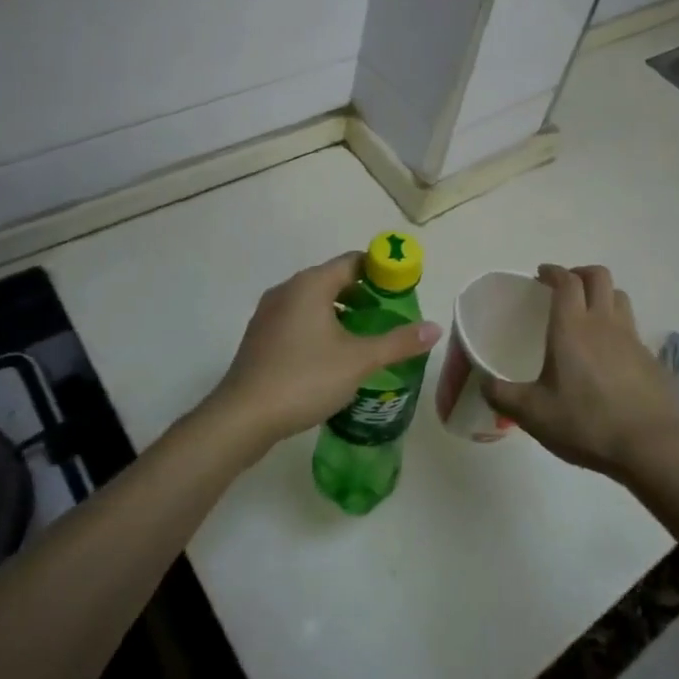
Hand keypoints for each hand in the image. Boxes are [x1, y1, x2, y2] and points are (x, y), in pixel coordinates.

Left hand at [206, 252, 440, 457]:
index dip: (381, 271)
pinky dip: (320, 327)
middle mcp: (287, 290)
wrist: (243, 416)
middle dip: (364, 295)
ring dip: (341, 313)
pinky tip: (332, 356)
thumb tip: (435, 328)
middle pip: (333, 280)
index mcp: (310, 284)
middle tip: (390, 318)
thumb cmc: (304, 378)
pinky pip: (298, 320)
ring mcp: (269, 313)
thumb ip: (398, 342)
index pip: (353, 261)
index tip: (403, 290)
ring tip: (366, 339)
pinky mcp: (260, 336)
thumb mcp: (358, 361)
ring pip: (314, 302)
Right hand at [484, 264, 678, 480]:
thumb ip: (502, 396)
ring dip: (603, 296)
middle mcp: (604, 323)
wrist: (652, 447)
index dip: (553, 272)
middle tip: (564, 287)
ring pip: (620, 298)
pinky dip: (619, 330)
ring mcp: (633, 340)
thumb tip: (484, 383)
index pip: (566, 281)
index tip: (541, 275)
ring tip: (589, 314)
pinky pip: (634, 330)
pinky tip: (611, 356)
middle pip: (599, 277)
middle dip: (580, 273)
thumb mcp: (533, 414)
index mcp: (572, 327)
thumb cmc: (586, 423)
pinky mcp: (652, 360)